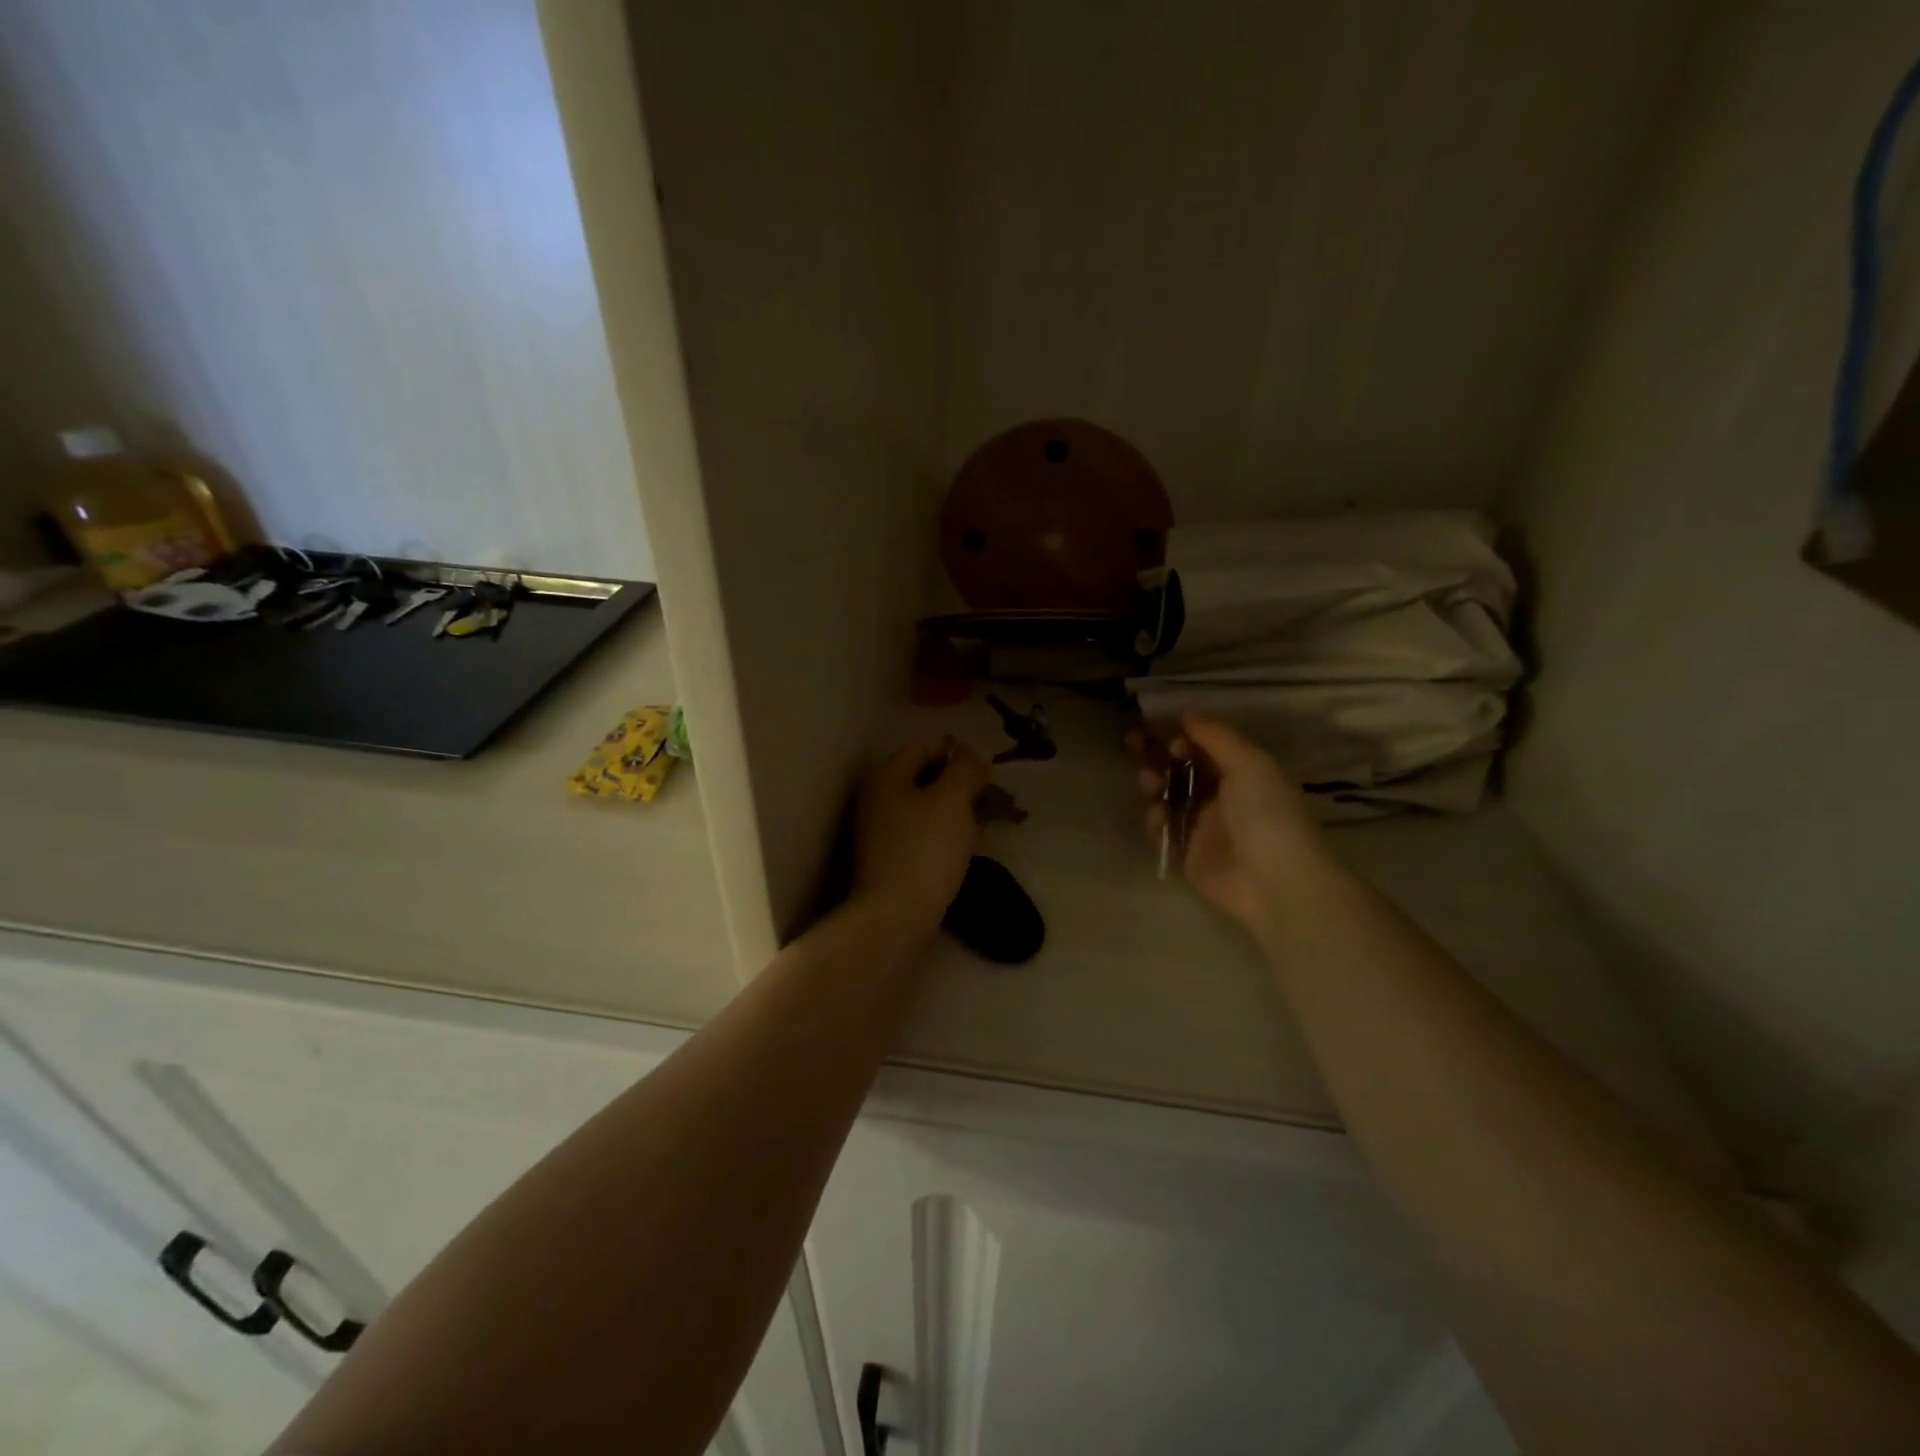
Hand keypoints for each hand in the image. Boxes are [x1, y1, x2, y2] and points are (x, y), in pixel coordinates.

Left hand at [851, 736, 989, 931]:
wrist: (895, 917)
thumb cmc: (925, 850)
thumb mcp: (953, 800)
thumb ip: (965, 768)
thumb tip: (971, 755)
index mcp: (886, 777)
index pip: (924, 746)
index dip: (958, 751)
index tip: (988, 769)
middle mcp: (876, 799)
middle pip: (924, 776)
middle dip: (960, 782)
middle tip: (992, 797)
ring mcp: (879, 831)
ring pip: (924, 806)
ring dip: (955, 808)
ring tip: (984, 821)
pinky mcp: (888, 859)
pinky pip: (921, 832)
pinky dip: (944, 831)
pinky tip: (963, 845)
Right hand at [1129, 714, 1329, 943]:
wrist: (1275, 882)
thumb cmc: (1267, 814)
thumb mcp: (1249, 763)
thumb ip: (1216, 736)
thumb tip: (1187, 714)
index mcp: (1243, 773)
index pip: (1205, 747)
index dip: (1181, 736)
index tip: (1162, 731)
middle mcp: (1222, 797)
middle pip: (1181, 769)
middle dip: (1157, 756)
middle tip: (1132, 743)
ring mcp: (1204, 827)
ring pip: (1168, 797)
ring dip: (1153, 785)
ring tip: (1148, 782)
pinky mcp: (1188, 854)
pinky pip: (1163, 831)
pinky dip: (1155, 820)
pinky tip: (1156, 815)